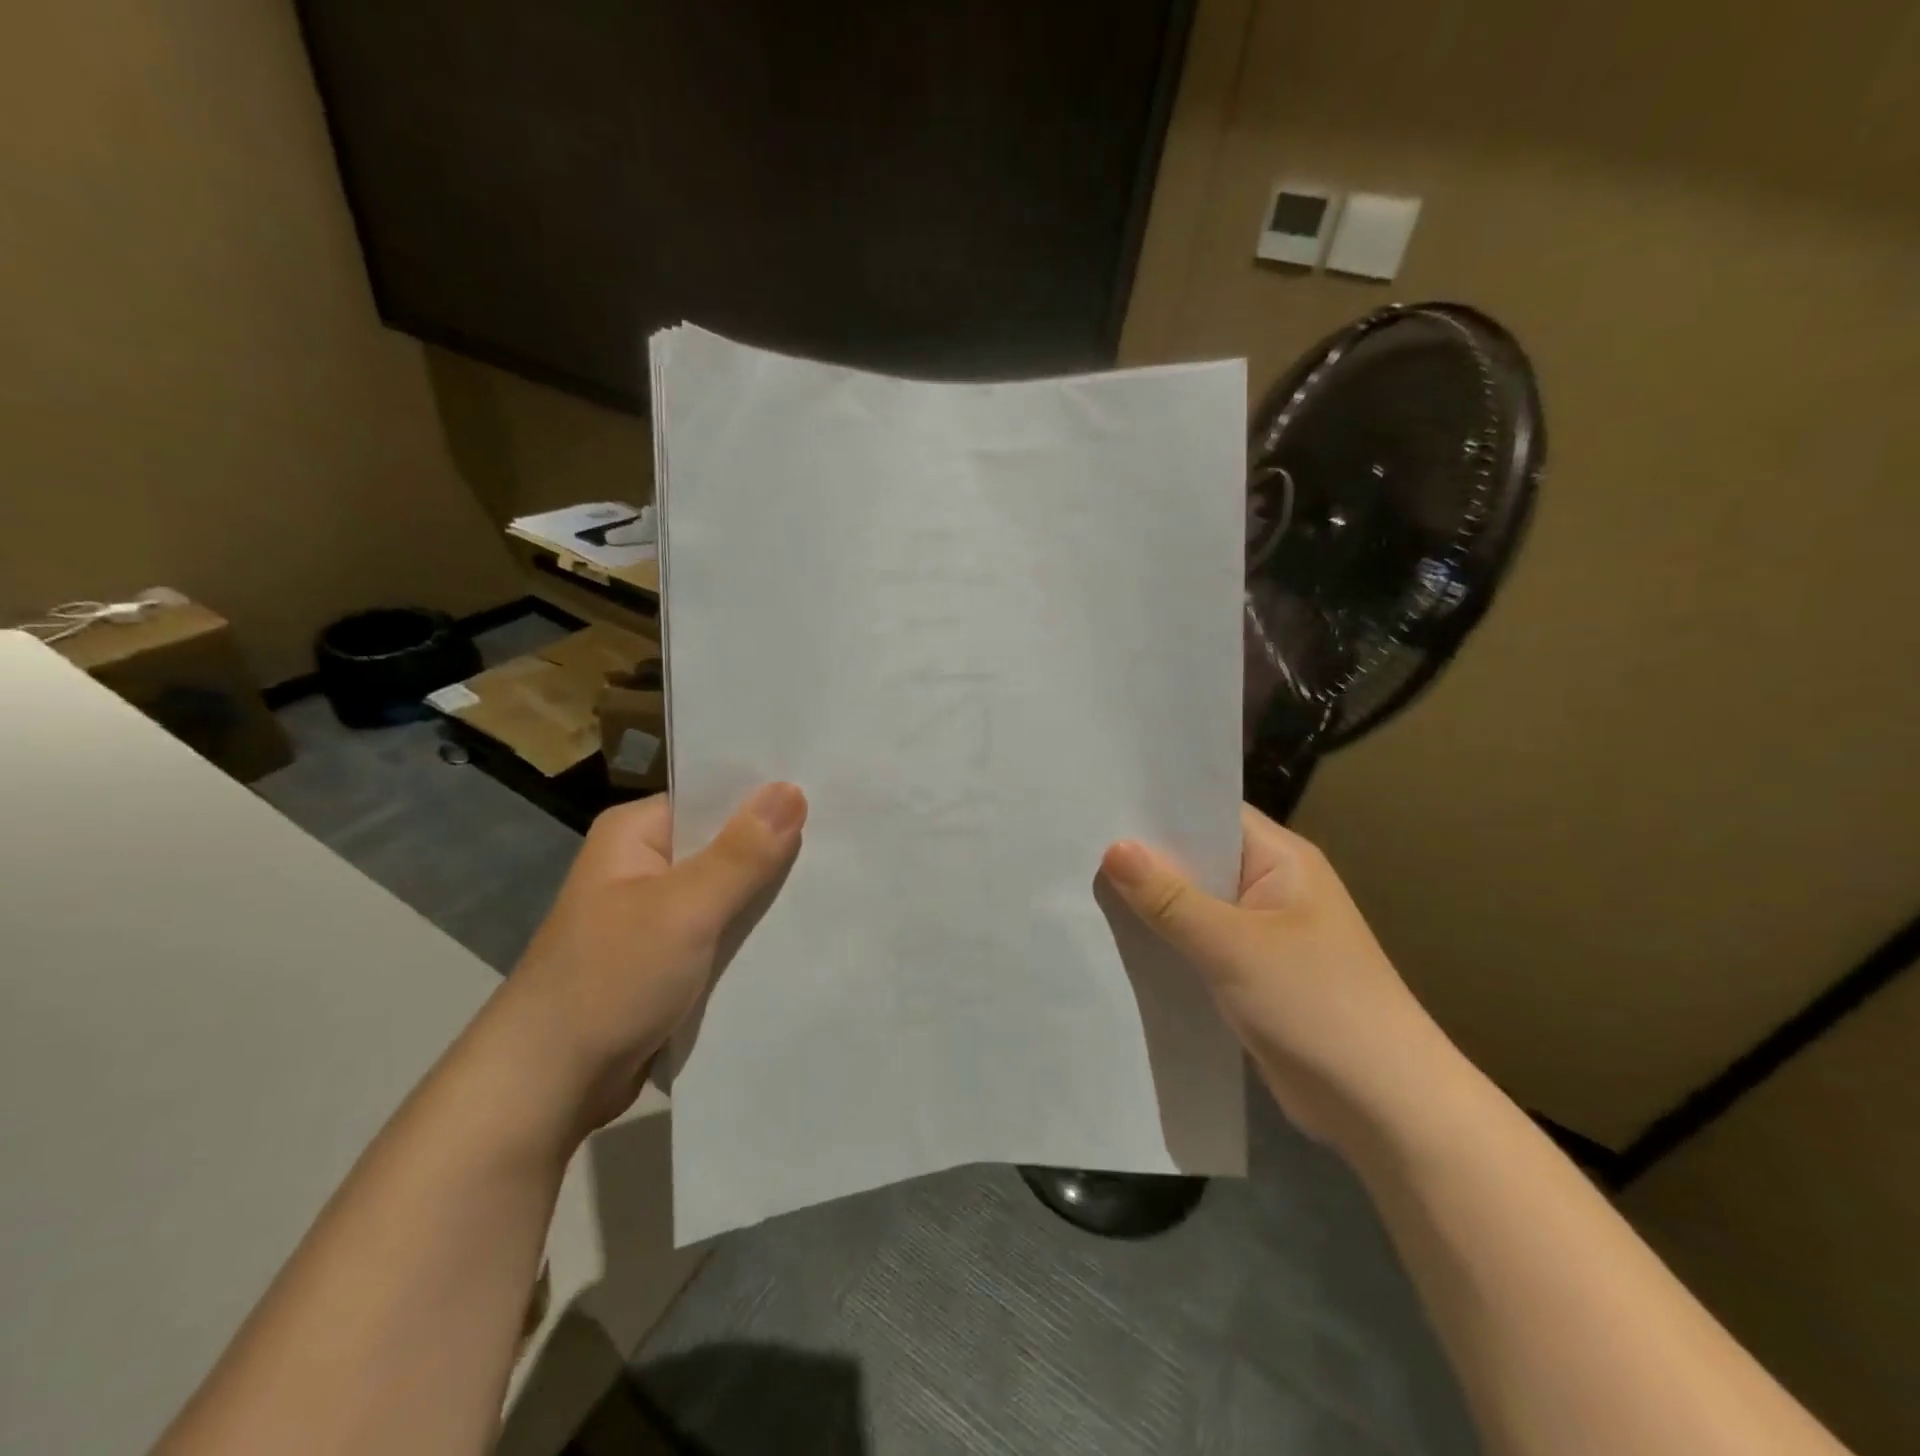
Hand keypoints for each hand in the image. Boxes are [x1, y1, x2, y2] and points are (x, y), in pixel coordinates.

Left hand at [493, 783, 807, 1133]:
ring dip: (768, 894)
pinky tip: (802, 930)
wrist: (548, 1084)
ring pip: (728, 890)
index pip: (714, 796)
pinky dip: (752, 932)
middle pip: (725, 843)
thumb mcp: (684, 909)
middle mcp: (644, 864)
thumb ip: (743, 853)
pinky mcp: (667, 956)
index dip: (769, 796)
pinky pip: (722, 930)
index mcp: (636, 833)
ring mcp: (655, 914)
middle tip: (846, 840)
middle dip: (777, 848)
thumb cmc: (611, 979)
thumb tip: (792, 789)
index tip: (830, 795)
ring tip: (839, 880)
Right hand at [1101, 804, 1450, 1148]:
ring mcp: (1261, 933)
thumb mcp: (1234, 946)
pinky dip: (1165, 941)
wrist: (1384, 1108)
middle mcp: (1270, 887)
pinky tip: (1116, 940)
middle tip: (1076, 844)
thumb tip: (1113, 848)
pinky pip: (1197, 944)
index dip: (1158, 807)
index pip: (1211, 812)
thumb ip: (1170, 898)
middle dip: (1144, 857)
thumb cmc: (1317, 1004)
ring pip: (1193, 904)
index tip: (1099, 802)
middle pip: (1197, 858)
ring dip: (1151, 903)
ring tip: (1081, 886)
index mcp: (1281, 859)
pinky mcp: (1250, 974)